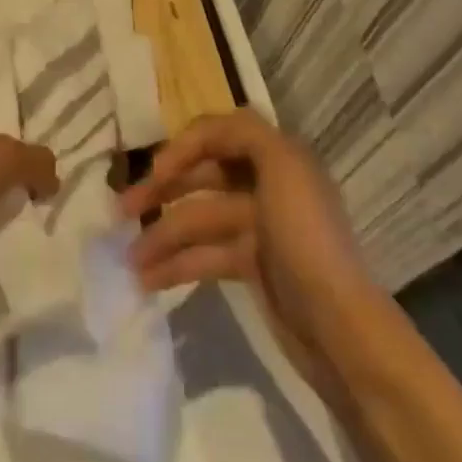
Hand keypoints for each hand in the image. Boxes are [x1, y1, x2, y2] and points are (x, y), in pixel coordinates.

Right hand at [117, 110, 372, 381]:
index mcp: (278, 157)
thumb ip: (245, 134)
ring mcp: (260, 228)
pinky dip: (176, 264)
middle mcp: (268, 185)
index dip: (182, 147)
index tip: (154, 173)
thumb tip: (204, 134)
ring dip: (162, 236)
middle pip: (203, 176)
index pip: (218, 134)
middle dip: (161, 190)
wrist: (339, 327)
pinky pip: (205, 255)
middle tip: (121, 211)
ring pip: (198, 220)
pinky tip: (147, 279)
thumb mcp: (284, 167)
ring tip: (128, 259)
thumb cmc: (305, 238)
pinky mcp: (253, 267)